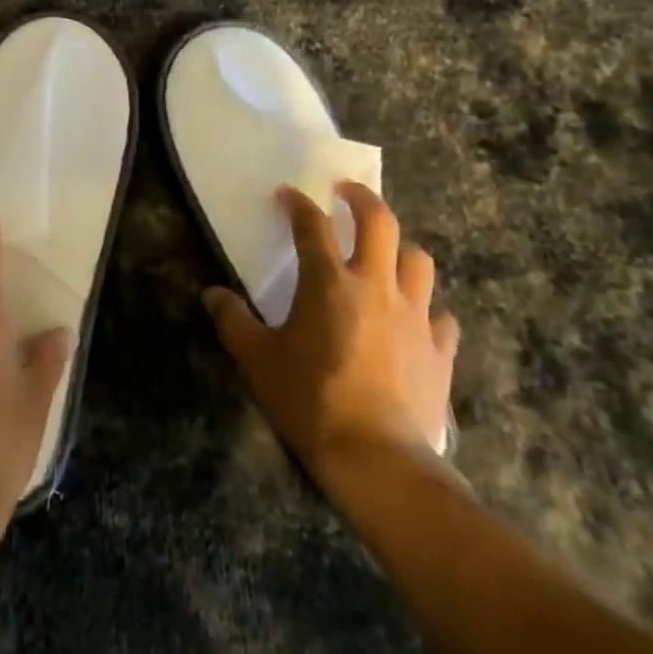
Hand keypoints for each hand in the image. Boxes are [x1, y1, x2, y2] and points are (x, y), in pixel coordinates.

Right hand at [204, 182, 458, 479]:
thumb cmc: (311, 401)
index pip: (312, 224)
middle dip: (361, 198)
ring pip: (418, 261)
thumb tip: (212, 295)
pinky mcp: (439, 351)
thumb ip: (233, 322)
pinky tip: (415, 321)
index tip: (287, 195)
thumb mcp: (258, 361)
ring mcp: (414, 317)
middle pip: (379, 221)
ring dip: (399, 250)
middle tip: (346, 193)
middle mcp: (376, 286)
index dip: (297, 203)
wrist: (378, 460)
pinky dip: (427, 310)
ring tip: (384, 256)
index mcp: (329, 282)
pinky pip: (440, 316)